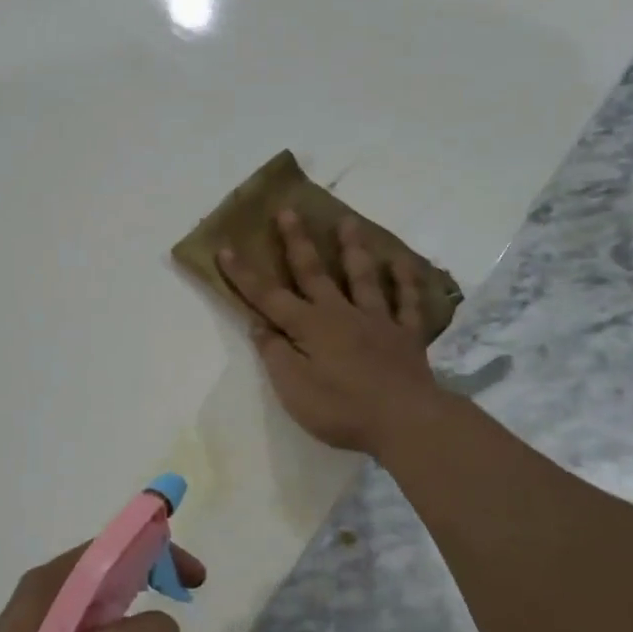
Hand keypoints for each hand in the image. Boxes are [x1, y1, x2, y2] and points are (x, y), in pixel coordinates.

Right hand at [218, 211, 439, 454]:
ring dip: (353, 248)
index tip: (226, 248)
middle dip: (297, 242)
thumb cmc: (341, 409)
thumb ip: (275, 354)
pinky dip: (405, 281)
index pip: (268, 297)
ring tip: (347, 221)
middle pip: (314, 273)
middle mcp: (341, 314)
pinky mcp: (406, 335)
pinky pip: (406, 302)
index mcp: (309, 327)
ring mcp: (377, 321)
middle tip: (289, 211)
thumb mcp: (293, 389)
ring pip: (362, 277)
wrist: (405, 421)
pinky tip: (401, 261)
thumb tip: (259, 325)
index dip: (244, 275)